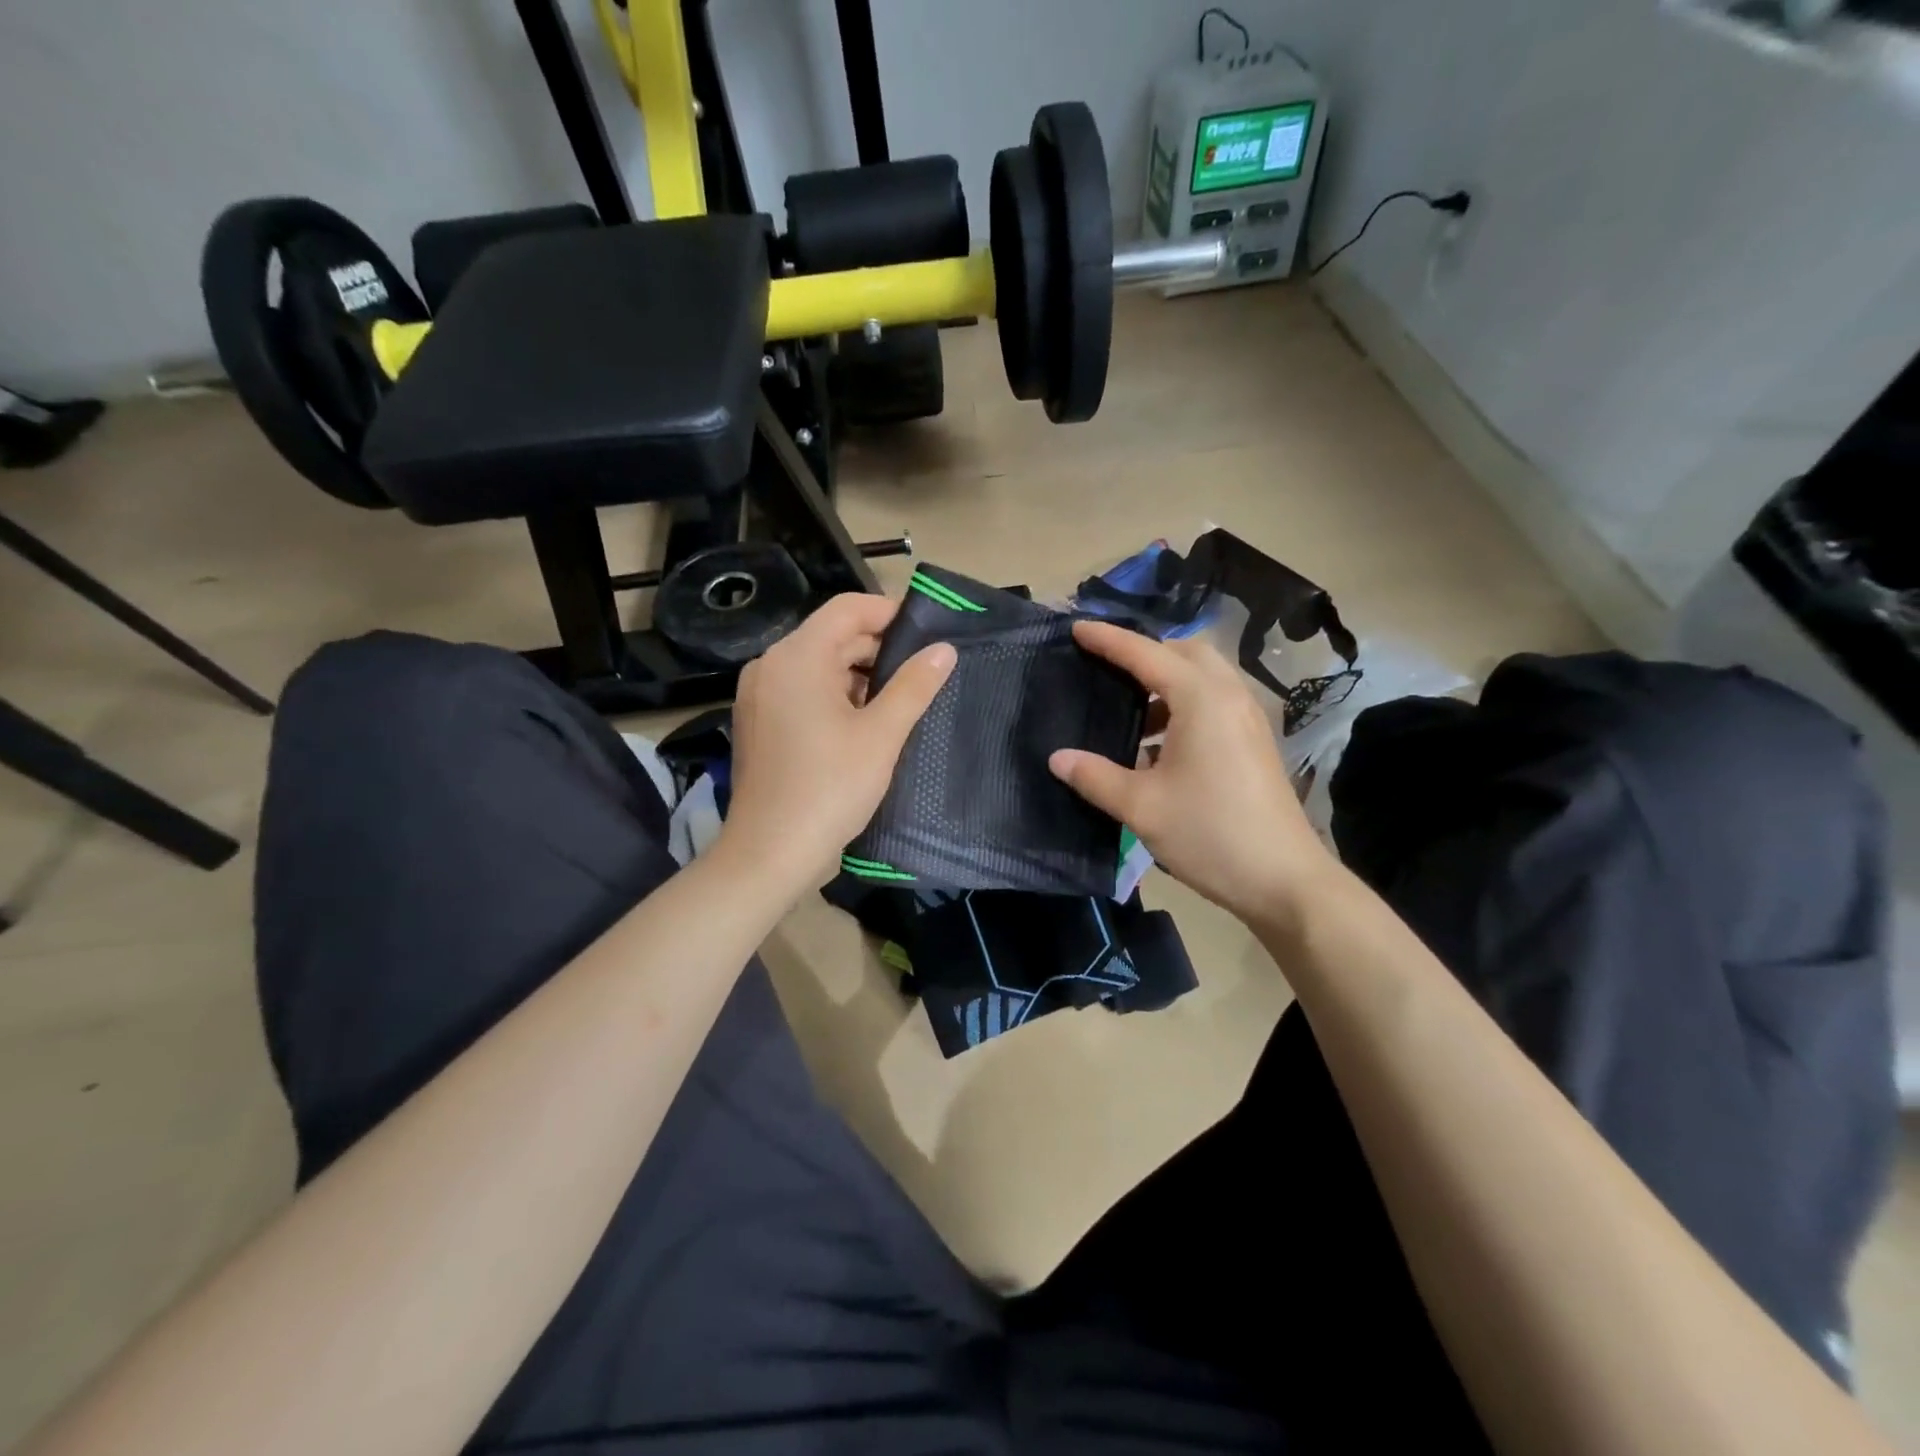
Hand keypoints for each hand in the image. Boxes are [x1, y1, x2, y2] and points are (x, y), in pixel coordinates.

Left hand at [719, 592, 954, 888]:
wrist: (769, 853)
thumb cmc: (829, 789)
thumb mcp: (881, 736)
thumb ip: (914, 685)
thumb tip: (944, 649)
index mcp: (797, 657)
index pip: (847, 609)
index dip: (890, 612)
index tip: (928, 633)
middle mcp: (771, 665)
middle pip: (832, 635)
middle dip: (878, 648)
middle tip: (923, 671)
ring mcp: (759, 694)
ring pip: (818, 665)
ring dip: (859, 674)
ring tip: (901, 699)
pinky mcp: (758, 721)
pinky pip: (802, 690)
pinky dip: (835, 695)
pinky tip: (864, 722)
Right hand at [1049, 620, 1336, 926]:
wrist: (1284, 880)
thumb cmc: (1210, 834)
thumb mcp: (1142, 807)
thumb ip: (1095, 777)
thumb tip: (1057, 758)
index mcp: (1201, 700)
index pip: (1146, 654)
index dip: (1108, 640)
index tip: (1077, 628)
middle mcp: (1229, 696)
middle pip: (1185, 652)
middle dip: (1144, 652)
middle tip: (1107, 668)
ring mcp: (1248, 718)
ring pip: (1204, 676)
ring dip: (1166, 681)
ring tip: (1130, 709)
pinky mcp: (1255, 742)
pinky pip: (1215, 701)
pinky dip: (1184, 704)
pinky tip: (1160, 744)